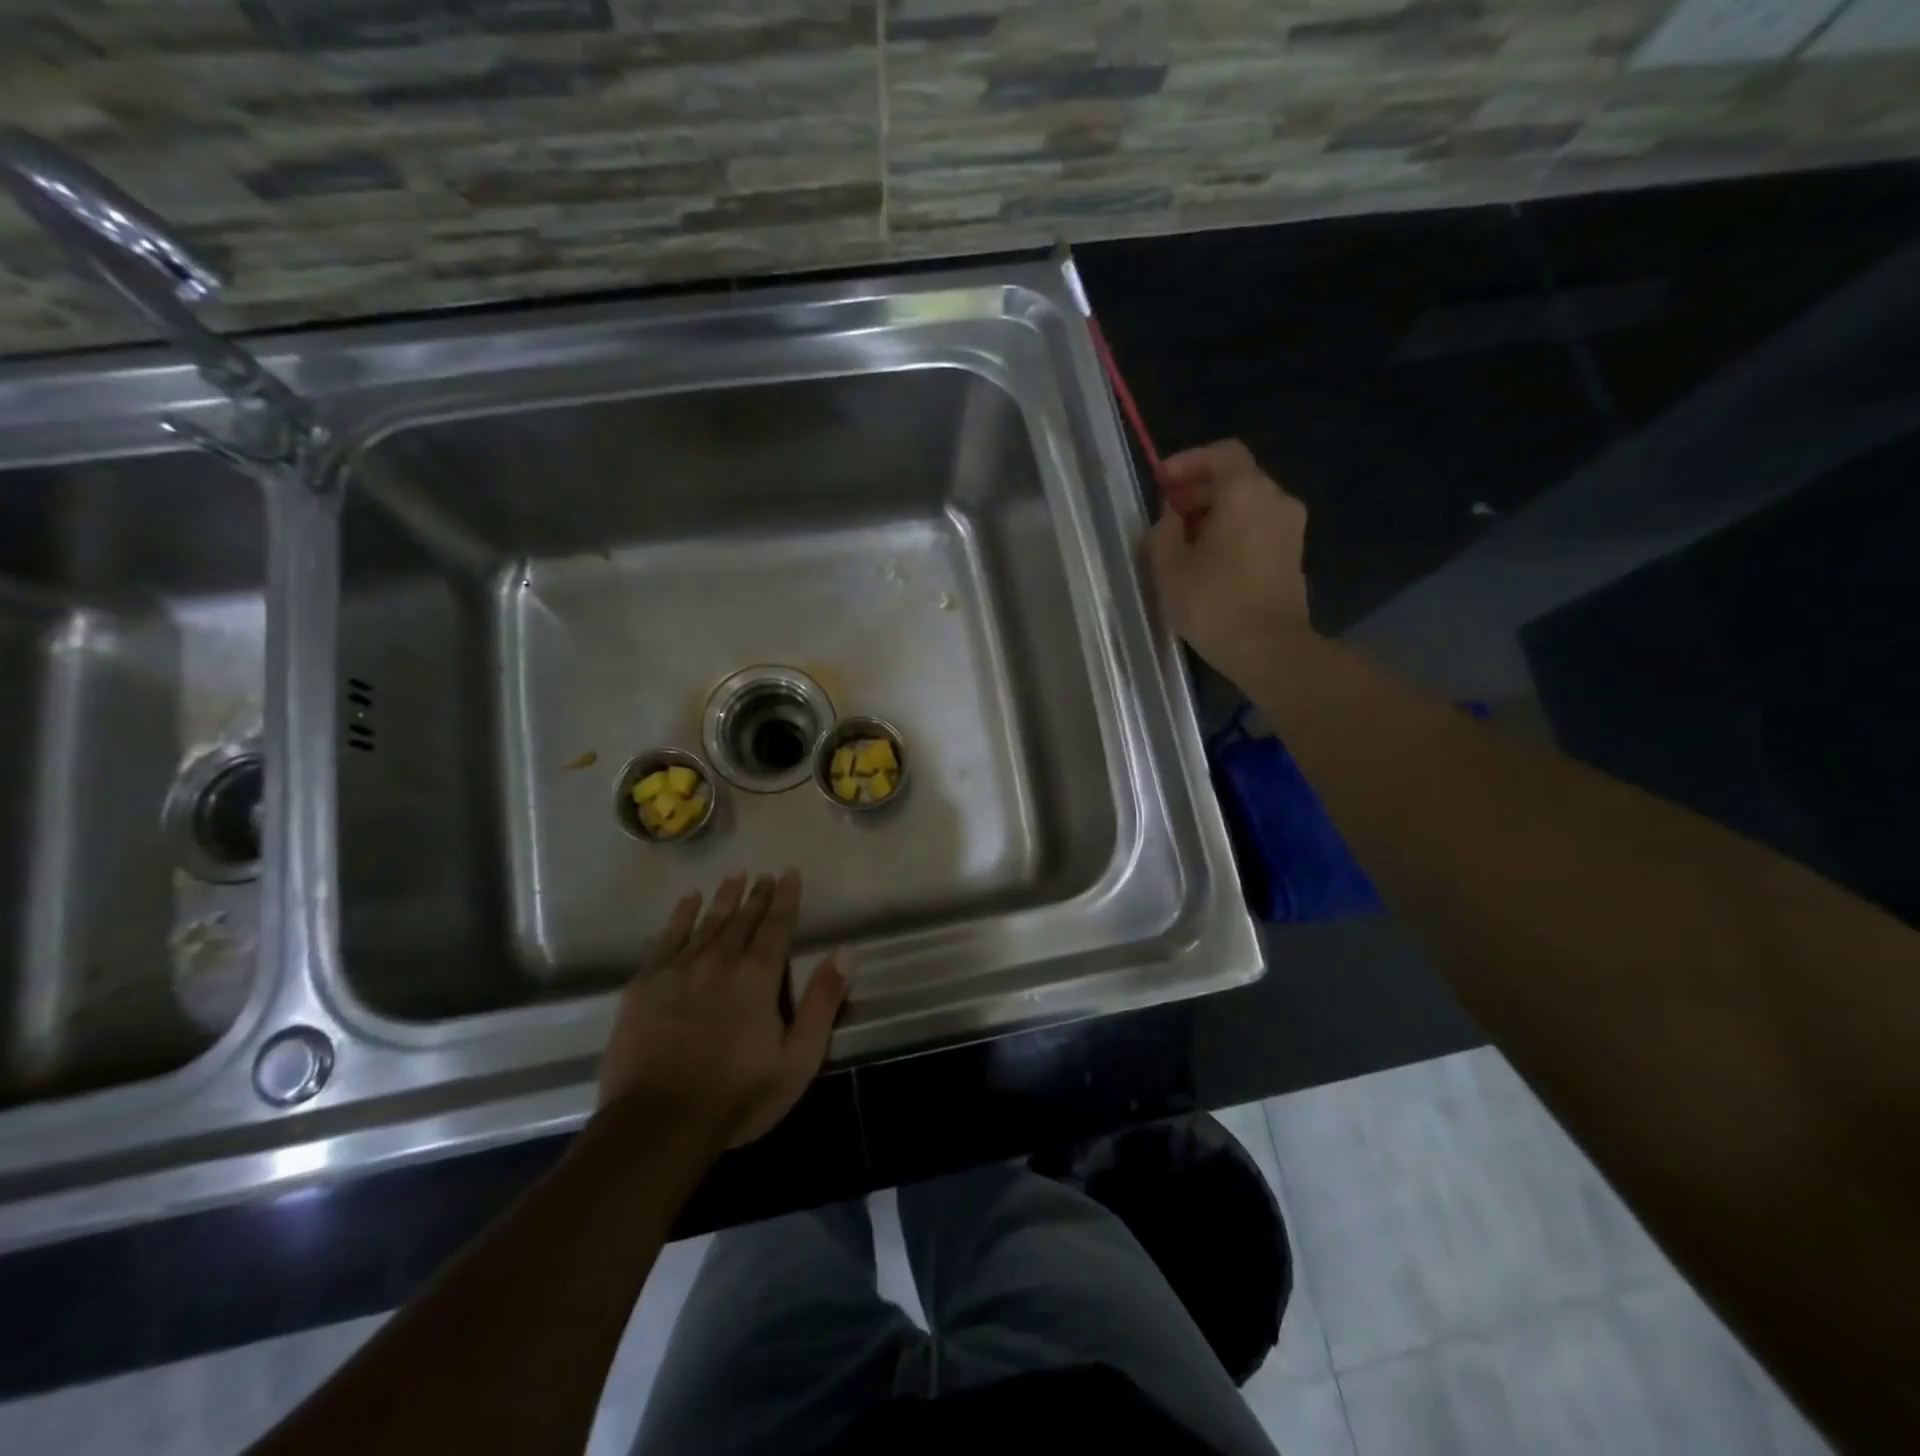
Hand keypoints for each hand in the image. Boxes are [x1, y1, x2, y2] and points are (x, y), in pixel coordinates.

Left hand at [597, 870, 849, 1148]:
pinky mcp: (645, 984)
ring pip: (707, 922)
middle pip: (743, 919)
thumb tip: (846, 952)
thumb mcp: (798, 1059)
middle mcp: (720, 960)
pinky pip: (667, 938)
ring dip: (723, 898)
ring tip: (734, 876)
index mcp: (758, 976)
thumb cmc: (738, 1096)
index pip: (777, 926)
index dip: (786, 898)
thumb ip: (823, 1002)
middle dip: (757, 895)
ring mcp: (679, 969)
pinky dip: (680, 915)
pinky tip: (688, 900)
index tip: (790, 873)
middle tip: (765, 874)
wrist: (658, 1123)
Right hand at [1146, 439, 1312, 678]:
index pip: (1221, 454)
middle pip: (1235, 479)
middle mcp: (1276, 500)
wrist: (1269, 649)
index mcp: (1246, 492)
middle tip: (1165, 515)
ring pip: (1246, 505)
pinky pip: (1257, 528)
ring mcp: (1290, 529)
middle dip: (1197, 491)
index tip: (1160, 482)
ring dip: (1213, 515)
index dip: (1187, 462)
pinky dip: (1231, 532)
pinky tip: (1206, 560)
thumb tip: (1172, 517)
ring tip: (1181, 542)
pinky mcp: (1292, 556)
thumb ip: (1164, 530)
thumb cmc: (1214, 602)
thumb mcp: (1169, 566)